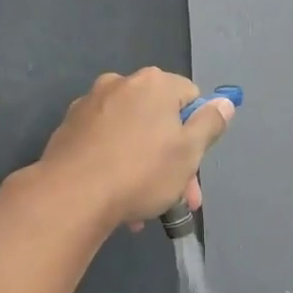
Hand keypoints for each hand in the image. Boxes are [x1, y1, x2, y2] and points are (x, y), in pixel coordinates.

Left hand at [36, 69, 234, 230]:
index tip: (194, 166)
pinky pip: (104, 147)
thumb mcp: (189, 152)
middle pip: (158, 120)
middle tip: (179, 199)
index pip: (190, 98)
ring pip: (131, 137)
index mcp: (153, 83)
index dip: (197, 133)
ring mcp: (89, 106)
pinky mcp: (68, 131)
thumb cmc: (141, 172)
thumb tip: (224, 103)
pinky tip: (117, 199)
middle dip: (172, 160)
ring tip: (145, 208)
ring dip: (144, 168)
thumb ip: (210, 124)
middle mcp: (119, 84)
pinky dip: (116, 167)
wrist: (72, 196)